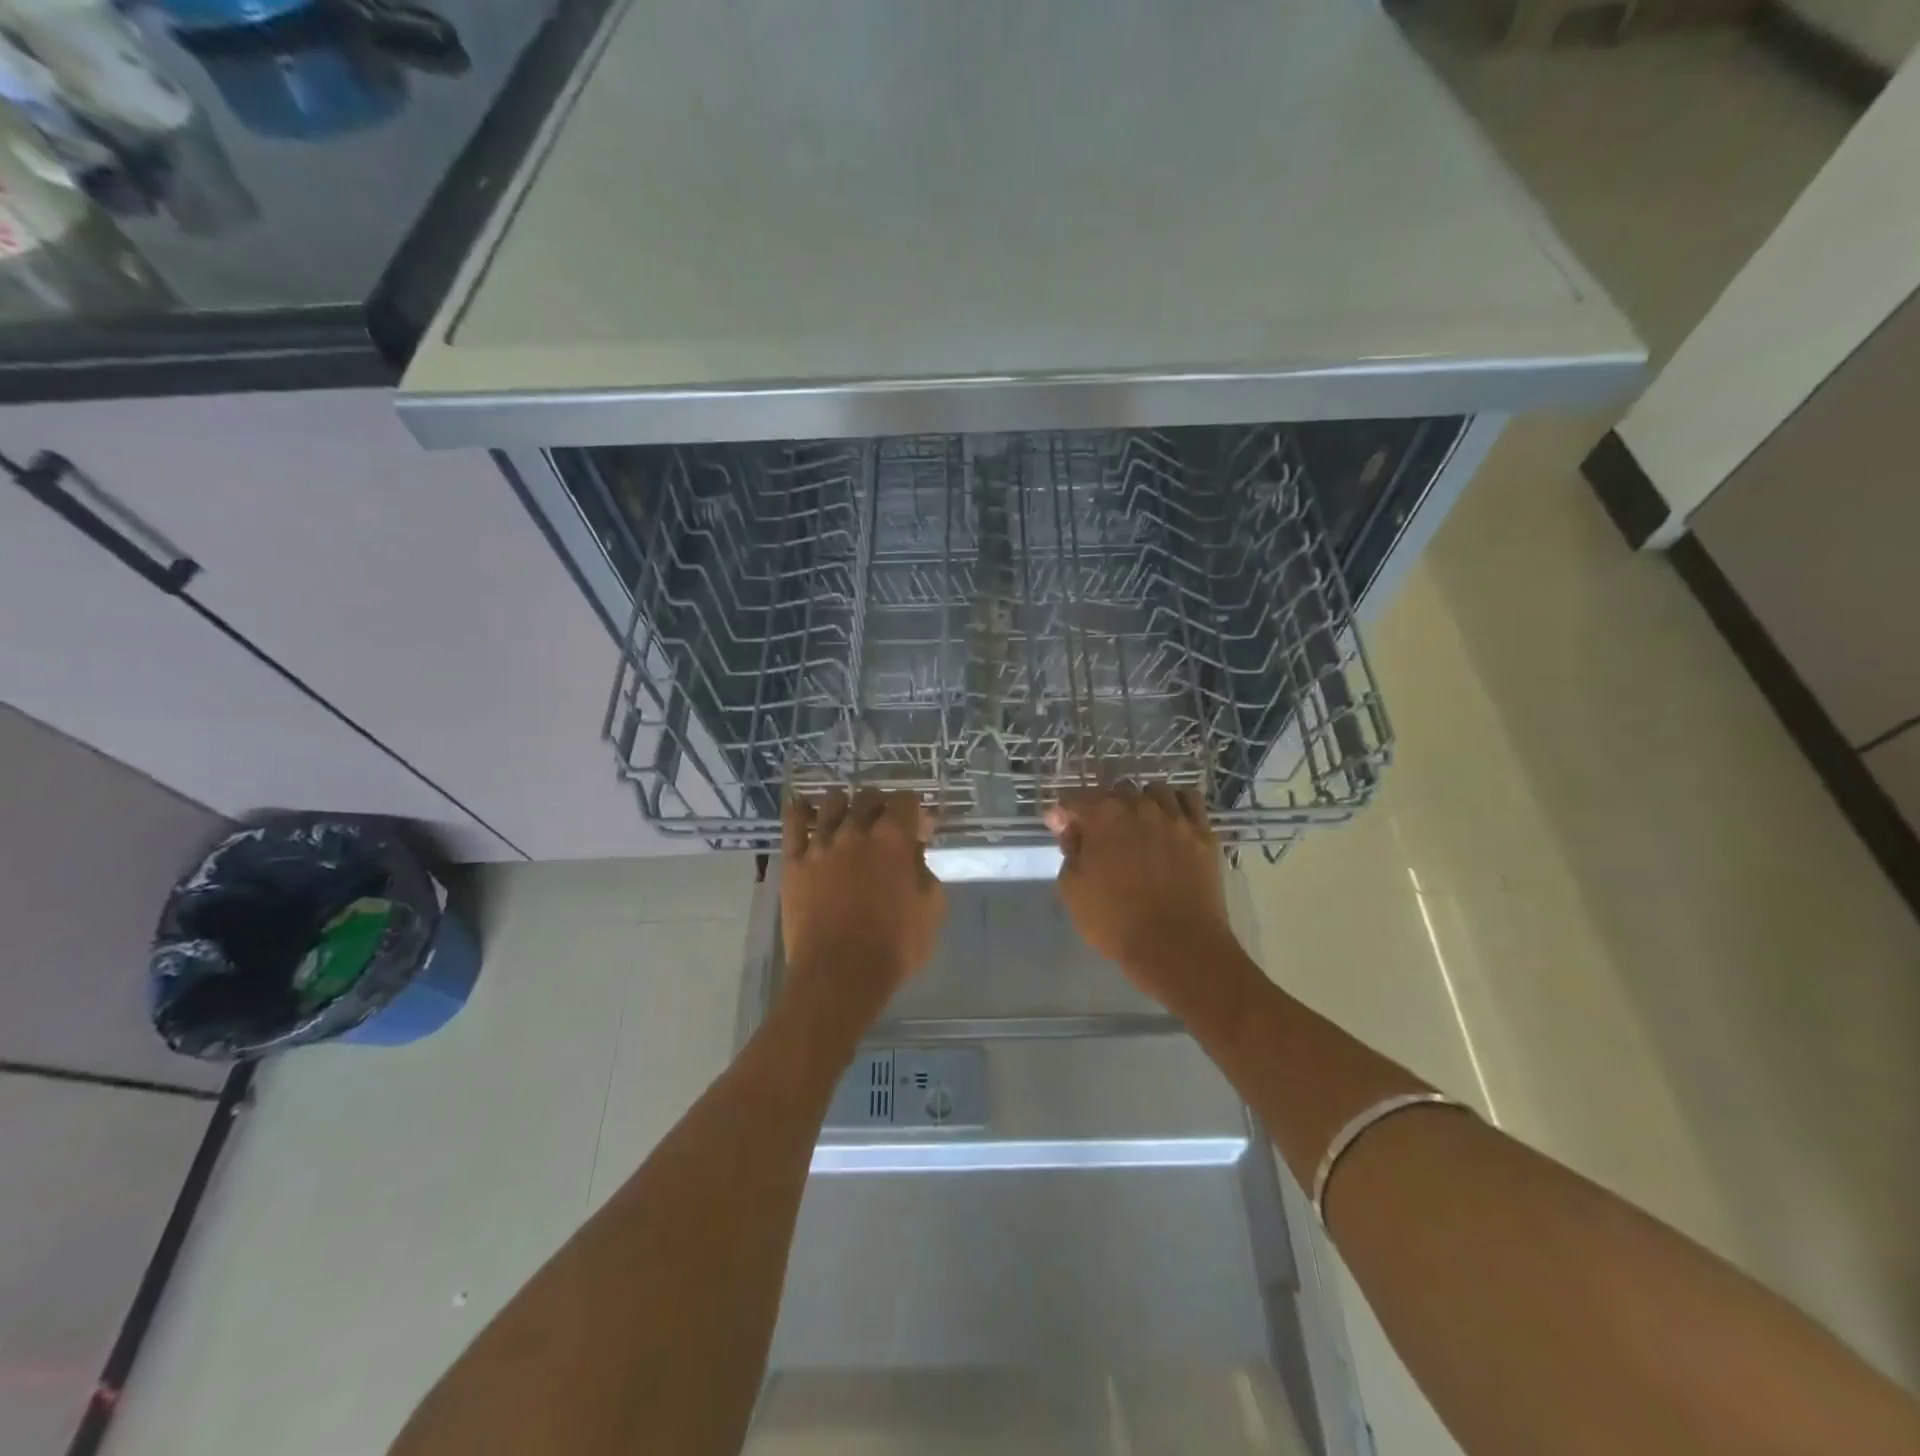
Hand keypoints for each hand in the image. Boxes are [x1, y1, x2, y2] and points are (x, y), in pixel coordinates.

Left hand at [781, 788, 943, 1021]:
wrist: (840, 974)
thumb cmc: (895, 946)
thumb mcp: (931, 908)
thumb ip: (924, 870)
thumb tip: (915, 851)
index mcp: (894, 840)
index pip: (905, 800)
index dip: (913, 809)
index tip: (917, 825)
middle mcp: (856, 832)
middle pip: (867, 797)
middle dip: (880, 804)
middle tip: (884, 823)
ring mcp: (821, 845)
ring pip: (831, 803)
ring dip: (844, 804)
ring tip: (847, 817)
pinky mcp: (794, 862)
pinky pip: (793, 823)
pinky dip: (800, 810)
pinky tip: (805, 808)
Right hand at [1045, 785, 1255, 1030]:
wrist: (1177, 946)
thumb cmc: (1115, 921)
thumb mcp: (1073, 889)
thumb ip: (1070, 850)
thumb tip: (1070, 827)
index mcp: (1103, 816)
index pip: (1074, 799)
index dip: (1064, 812)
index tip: (1060, 827)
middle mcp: (1139, 806)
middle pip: (1115, 791)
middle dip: (1102, 807)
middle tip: (1098, 834)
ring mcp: (1175, 817)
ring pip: (1154, 791)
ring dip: (1141, 802)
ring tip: (1137, 824)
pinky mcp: (1202, 832)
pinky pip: (1189, 800)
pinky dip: (1176, 803)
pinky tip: (1170, 819)